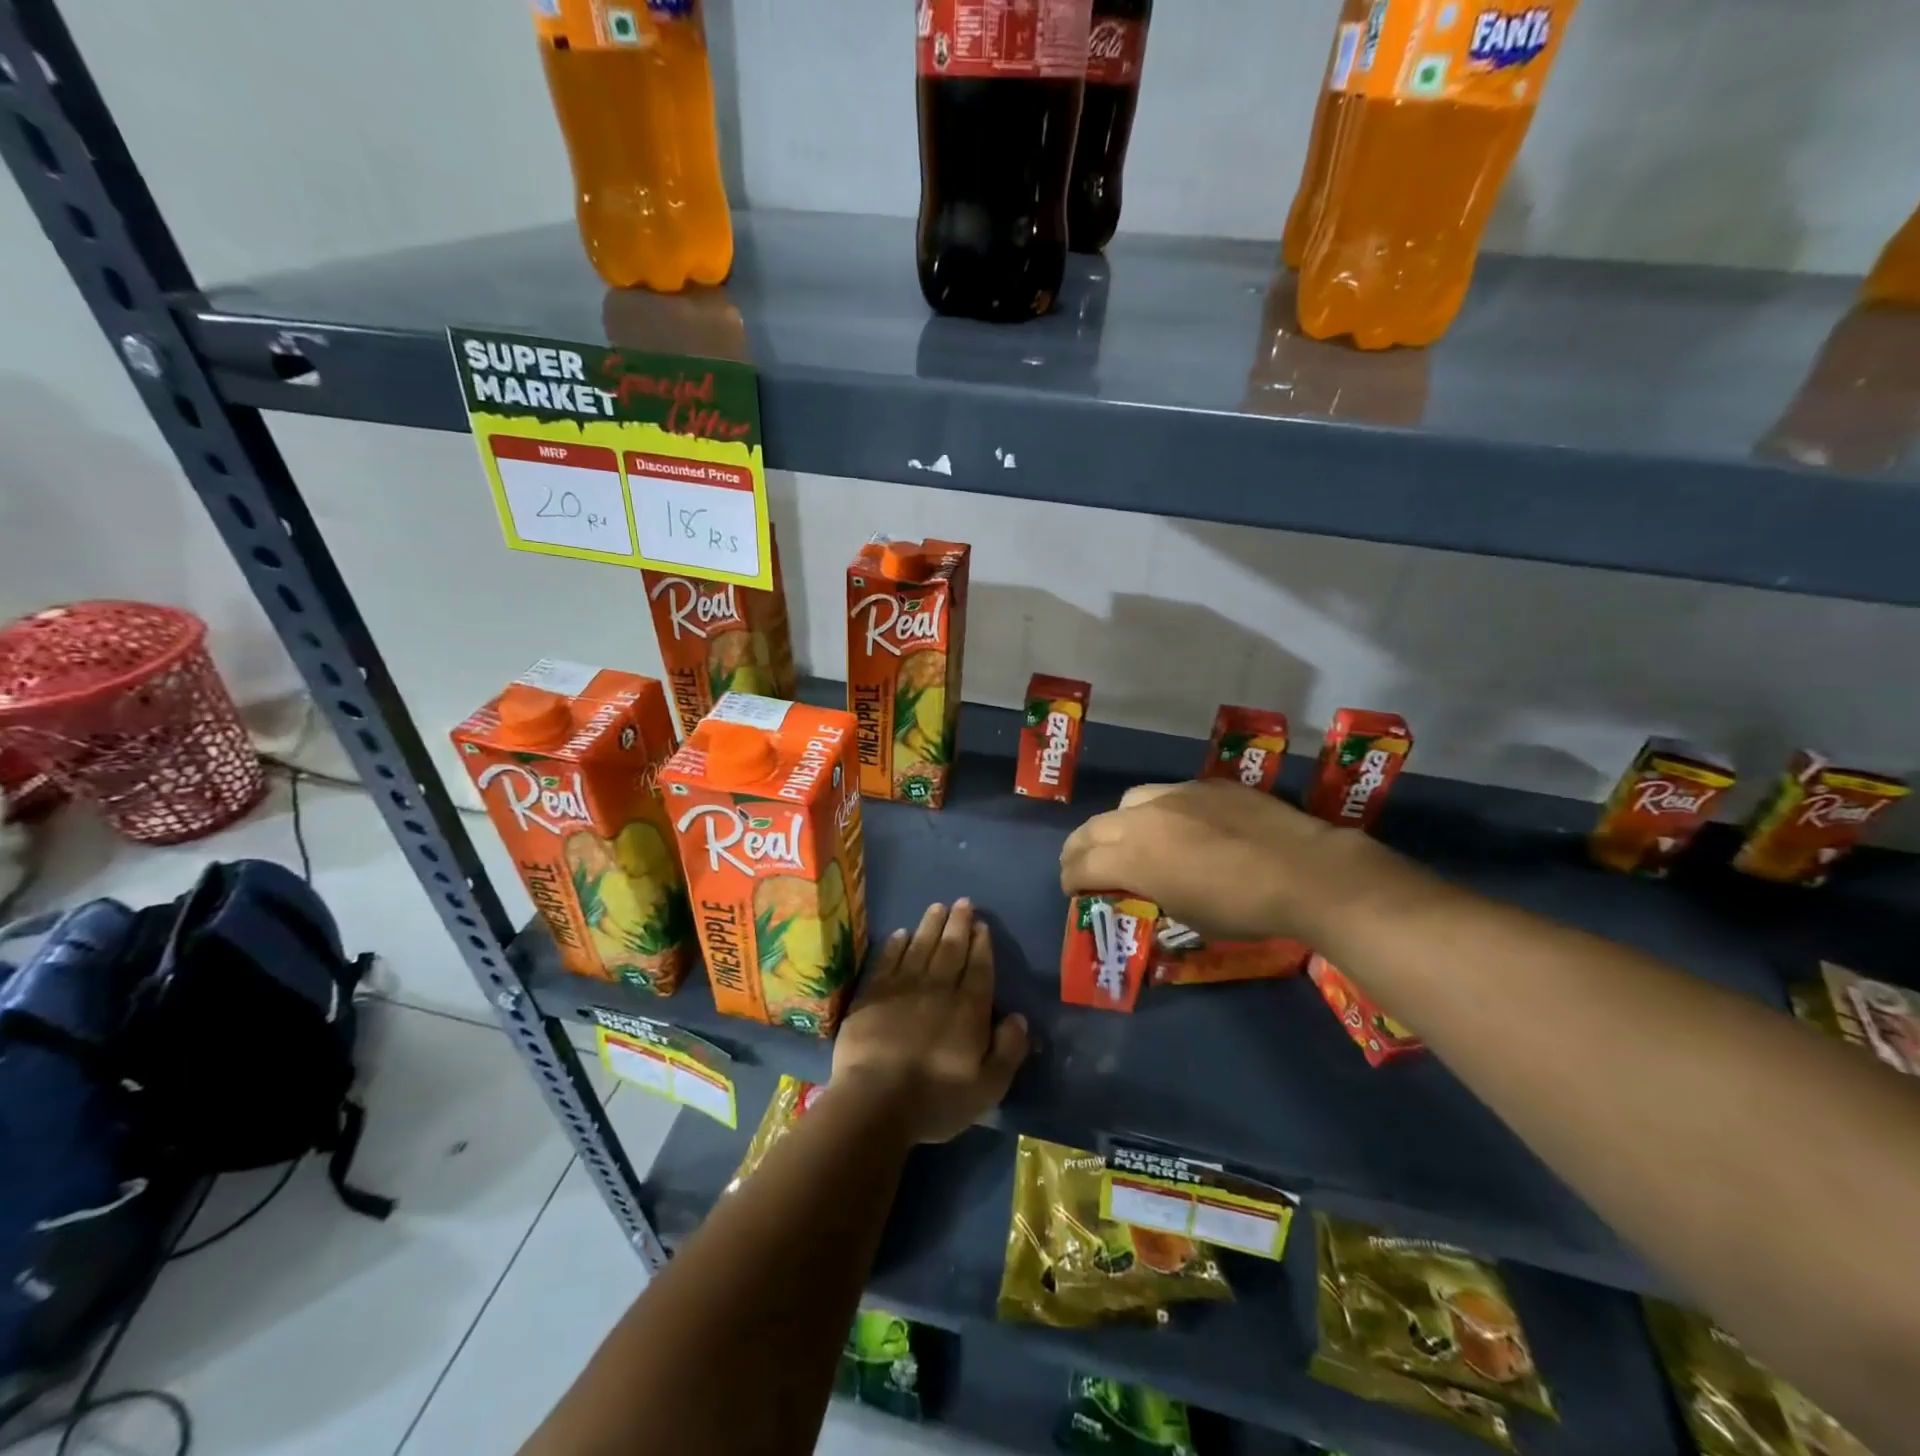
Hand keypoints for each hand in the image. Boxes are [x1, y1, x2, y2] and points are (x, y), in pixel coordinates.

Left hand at [831, 899, 1028, 1144]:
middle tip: (963, 902)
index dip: (982, 945)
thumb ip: (1009, 1049)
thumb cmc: (936, 1099)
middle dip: (959, 924)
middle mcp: (938, 989)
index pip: (979, 968)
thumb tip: (1020, 1018)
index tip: (982, 925)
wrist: (875, 1101)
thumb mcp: (989, 1087)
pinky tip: (902, 934)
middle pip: (951, 949)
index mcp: (968, 1009)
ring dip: (930, 925)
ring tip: (937, 907)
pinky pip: (887, 960)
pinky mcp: (872, 994)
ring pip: (920, 947)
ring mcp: (902, 988)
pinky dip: (896, 945)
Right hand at [1060, 780, 1341, 939]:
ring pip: (1128, 802)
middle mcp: (1143, 818)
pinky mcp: (1206, 784)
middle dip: (1079, 848)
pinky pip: (1168, 793)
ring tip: (1128, 839)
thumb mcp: (1184, 915)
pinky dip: (1158, 811)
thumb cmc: (1242, 909)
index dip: (1070, 879)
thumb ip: (1149, 893)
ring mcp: (1176, 794)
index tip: (1072, 890)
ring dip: (1117, 824)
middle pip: (1093, 828)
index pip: (1081, 864)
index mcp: (1132, 857)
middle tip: (1080, 864)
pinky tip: (1179, 825)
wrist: (1305, 872)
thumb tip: (1139, 888)